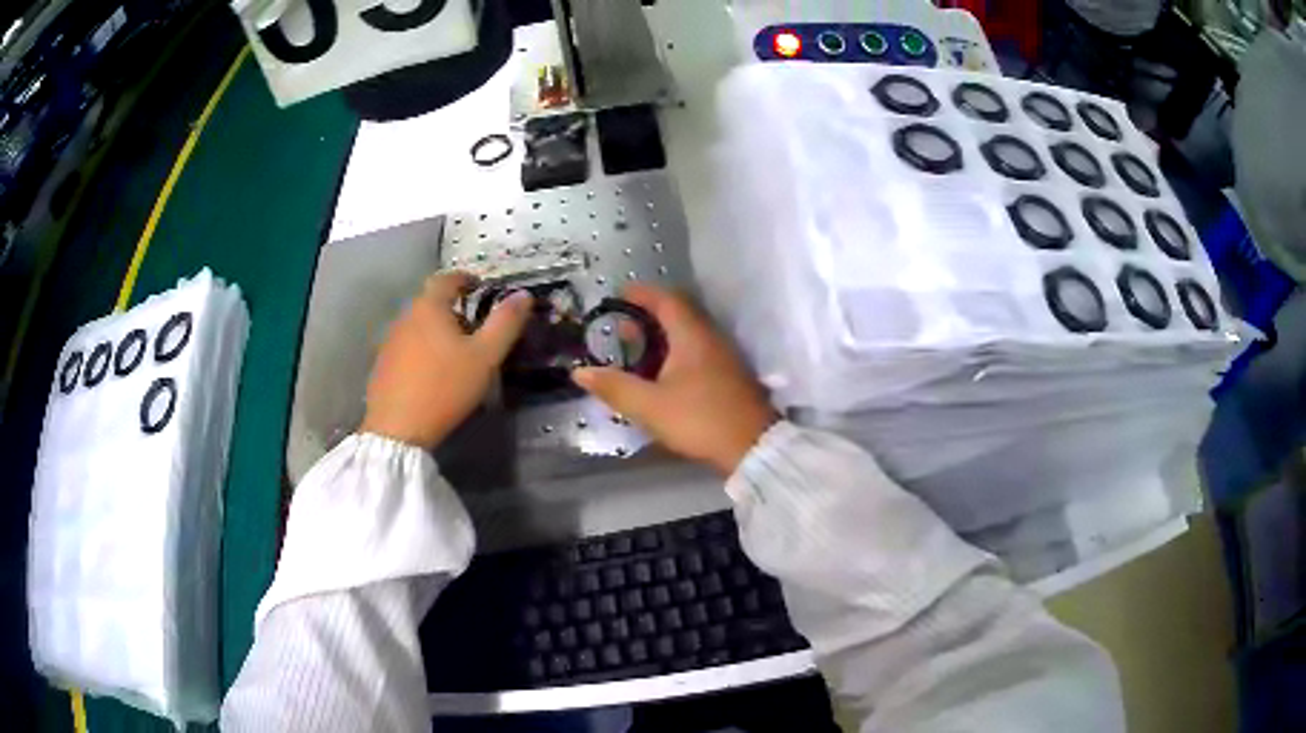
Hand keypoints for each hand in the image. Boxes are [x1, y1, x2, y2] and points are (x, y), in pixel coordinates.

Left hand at [361, 272, 531, 448]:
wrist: (397, 429)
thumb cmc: (444, 387)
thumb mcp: (485, 357)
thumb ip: (505, 323)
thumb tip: (523, 294)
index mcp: (430, 307)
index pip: (447, 279)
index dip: (465, 278)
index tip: (479, 286)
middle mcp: (405, 317)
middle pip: (430, 302)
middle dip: (452, 308)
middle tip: (474, 326)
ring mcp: (390, 342)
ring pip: (418, 325)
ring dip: (436, 330)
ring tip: (455, 351)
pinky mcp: (382, 365)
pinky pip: (406, 347)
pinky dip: (422, 349)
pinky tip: (431, 372)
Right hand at [572, 284, 776, 475]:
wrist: (752, 447)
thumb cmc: (699, 419)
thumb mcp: (649, 406)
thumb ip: (614, 387)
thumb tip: (580, 372)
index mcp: (692, 336)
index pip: (666, 300)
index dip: (641, 294)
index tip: (618, 294)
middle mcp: (710, 338)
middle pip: (679, 315)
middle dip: (648, 315)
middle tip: (621, 325)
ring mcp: (723, 357)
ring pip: (688, 335)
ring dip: (661, 336)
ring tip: (636, 350)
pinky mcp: (729, 377)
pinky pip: (697, 352)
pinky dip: (675, 353)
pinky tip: (662, 374)